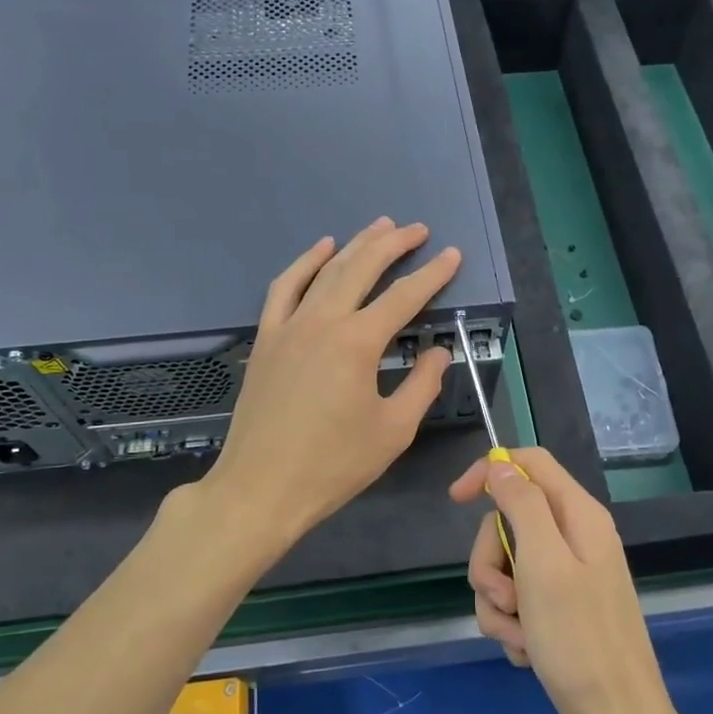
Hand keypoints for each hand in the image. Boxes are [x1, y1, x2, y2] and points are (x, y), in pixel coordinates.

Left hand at [200, 218, 458, 559]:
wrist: (260, 487)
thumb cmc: (333, 465)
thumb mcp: (393, 431)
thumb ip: (422, 385)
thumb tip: (439, 353)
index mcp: (358, 343)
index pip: (404, 297)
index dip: (433, 274)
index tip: (452, 255)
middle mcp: (323, 321)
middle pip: (363, 268)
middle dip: (394, 244)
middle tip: (418, 228)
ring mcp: (289, 326)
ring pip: (326, 270)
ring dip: (355, 244)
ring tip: (380, 226)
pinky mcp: (266, 338)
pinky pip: (284, 288)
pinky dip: (304, 263)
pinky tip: (321, 249)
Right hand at [452, 447, 683, 713]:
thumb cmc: (579, 639)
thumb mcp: (543, 564)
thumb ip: (522, 505)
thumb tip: (500, 465)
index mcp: (578, 515)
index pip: (529, 464)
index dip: (490, 471)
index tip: (457, 500)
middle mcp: (574, 537)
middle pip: (509, 521)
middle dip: (491, 561)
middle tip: (503, 597)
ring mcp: (568, 575)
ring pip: (507, 566)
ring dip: (500, 602)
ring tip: (520, 634)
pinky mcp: (560, 609)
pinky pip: (517, 600)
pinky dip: (513, 625)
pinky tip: (528, 651)